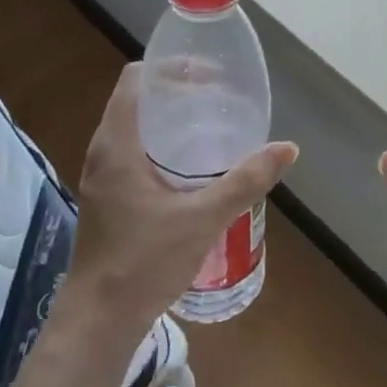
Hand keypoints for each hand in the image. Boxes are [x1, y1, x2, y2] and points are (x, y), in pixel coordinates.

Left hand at [68, 64, 297, 342]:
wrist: (100, 317)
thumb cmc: (145, 262)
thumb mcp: (203, 218)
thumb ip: (245, 181)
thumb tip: (286, 148)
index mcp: (117, 144)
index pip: (136, 80)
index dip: (170, 68)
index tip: (208, 73)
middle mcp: (103, 152)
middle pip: (136, 100)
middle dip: (176, 92)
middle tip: (218, 98)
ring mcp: (101, 176)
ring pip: (134, 128)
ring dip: (168, 120)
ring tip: (211, 125)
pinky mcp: (107, 198)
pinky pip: (132, 154)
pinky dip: (160, 146)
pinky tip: (191, 167)